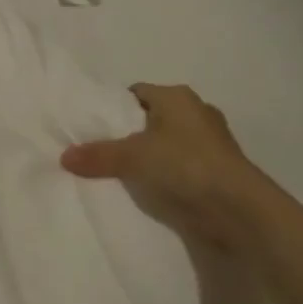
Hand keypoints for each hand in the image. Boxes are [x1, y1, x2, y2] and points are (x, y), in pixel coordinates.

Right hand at [61, 84, 267, 244]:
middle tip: (99, 151)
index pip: (137, 93)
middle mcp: (196, 113)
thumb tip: (64, 156)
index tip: (92, 127)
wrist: (238, 210)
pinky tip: (145, 191)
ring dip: (148, 157)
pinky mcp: (216, 171)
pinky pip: (179, 167)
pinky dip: (164, 176)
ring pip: (166, 144)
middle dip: (128, 134)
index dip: (113, 107)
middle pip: (151, 119)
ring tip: (118, 174)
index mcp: (177, 97)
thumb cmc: (185, 165)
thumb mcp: (132, 157)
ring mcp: (210, 143)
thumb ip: (98, 155)